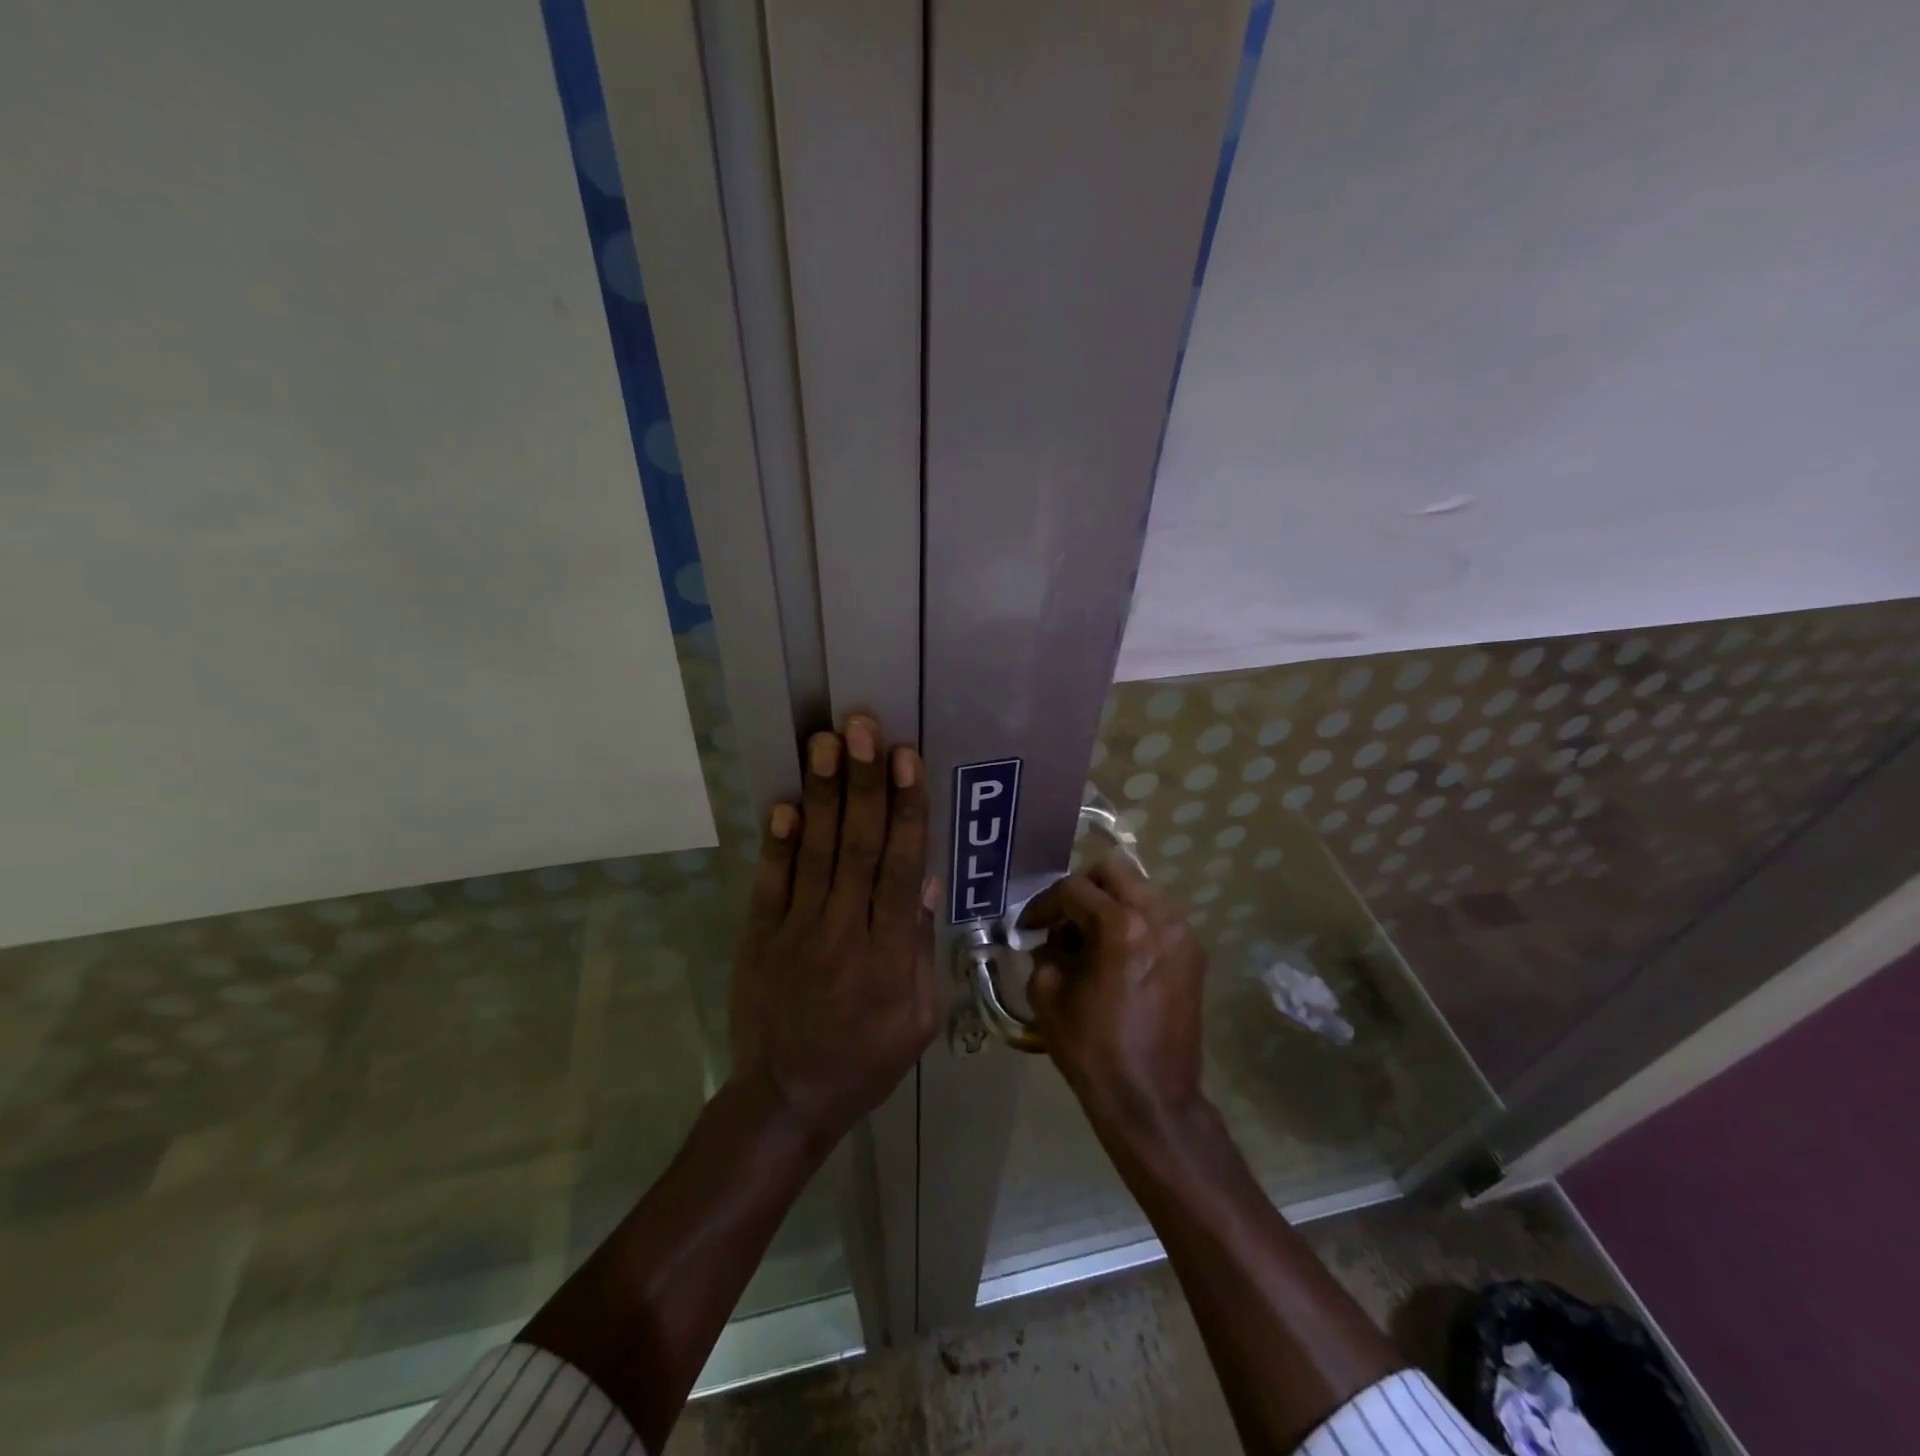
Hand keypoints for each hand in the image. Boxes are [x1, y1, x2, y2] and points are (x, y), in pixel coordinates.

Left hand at [729, 715, 942, 1146]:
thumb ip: (922, 948)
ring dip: (823, 795)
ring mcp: (797, 931)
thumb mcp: (919, 1019)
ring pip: (815, 854)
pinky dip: (777, 843)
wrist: (785, 1100)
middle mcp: (844, 931)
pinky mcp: (760, 937)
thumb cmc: (865, 1061)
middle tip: (863, 727)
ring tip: (826, 742)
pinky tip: (785, 802)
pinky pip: (770, 884)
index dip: (905, 809)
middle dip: (863, 783)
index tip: (906, 759)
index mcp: (889, 954)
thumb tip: (926, 880)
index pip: (900, 867)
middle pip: (857, 847)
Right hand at [1021, 859, 1206, 1130]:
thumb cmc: (1094, 1051)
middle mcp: (1158, 917)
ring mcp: (1182, 932)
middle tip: (1063, 919)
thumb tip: (1052, 939)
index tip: (1029, 927)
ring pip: (1140, 888)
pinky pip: (1158, 914)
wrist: (1152, 1099)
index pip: (1074, 889)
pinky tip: (1117, 952)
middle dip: (1082, 888)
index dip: (1044, 904)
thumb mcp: (1049, 997)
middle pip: (1114, 870)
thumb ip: (1045, 953)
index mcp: (1120, 926)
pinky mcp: (1194, 952)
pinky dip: (1134, 919)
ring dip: (1111, 902)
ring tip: (1090, 937)